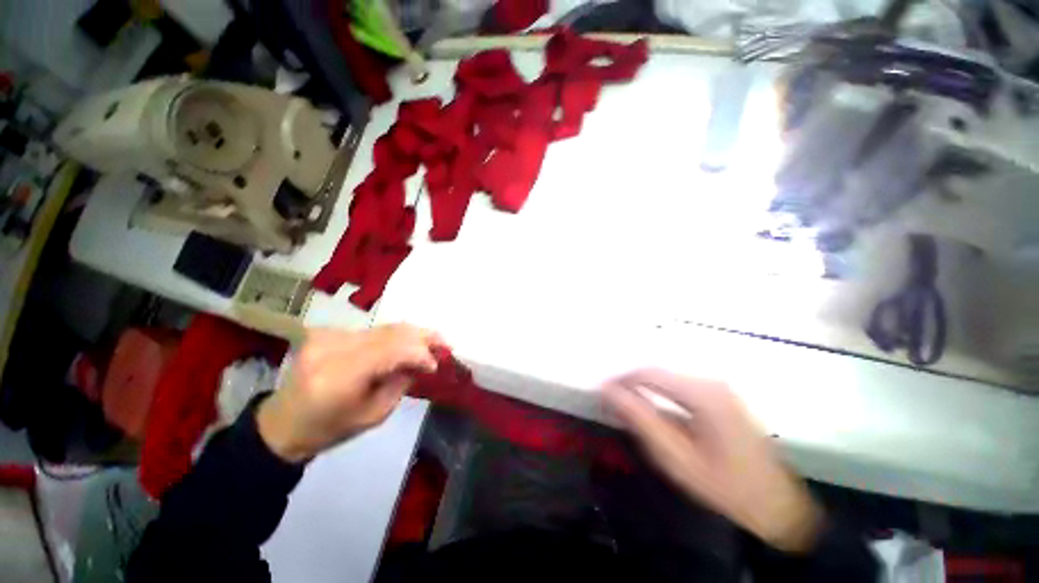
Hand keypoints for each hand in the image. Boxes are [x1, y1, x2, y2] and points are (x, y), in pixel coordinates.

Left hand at [256, 324, 442, 462]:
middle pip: (389, 333)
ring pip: (383, 328)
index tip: (438, 363)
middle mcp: (332, 347)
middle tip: (444, 343)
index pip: (391, 350)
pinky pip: (372, 331)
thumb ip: (401, 384)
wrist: (284, 422)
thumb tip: (422, 361)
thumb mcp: (374, 415)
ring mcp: (327, 335)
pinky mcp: (328, 332)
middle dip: (422, 337)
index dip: (420, 353)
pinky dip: (394, 336)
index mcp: (339, 376)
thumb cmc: (330, 428)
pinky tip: (406, 343)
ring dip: (411, 334)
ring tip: (432, 340)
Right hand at [602, 369, 823, 552]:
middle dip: (632, 384)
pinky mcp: (722, 398)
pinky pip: (681, 388)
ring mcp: (720, 389)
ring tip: (626, 405)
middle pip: (659, 373)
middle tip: (611, 400)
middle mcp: (712, 382)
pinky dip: (661, 394)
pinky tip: (653, 409)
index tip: (601, 391)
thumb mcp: (675, 457)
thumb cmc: (723, 487)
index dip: (621, 379)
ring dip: (645, 389)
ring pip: (669, 379)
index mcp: (702, 393)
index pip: (649, 373)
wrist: (776, 508)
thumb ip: (640, 419)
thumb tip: (609, 390)